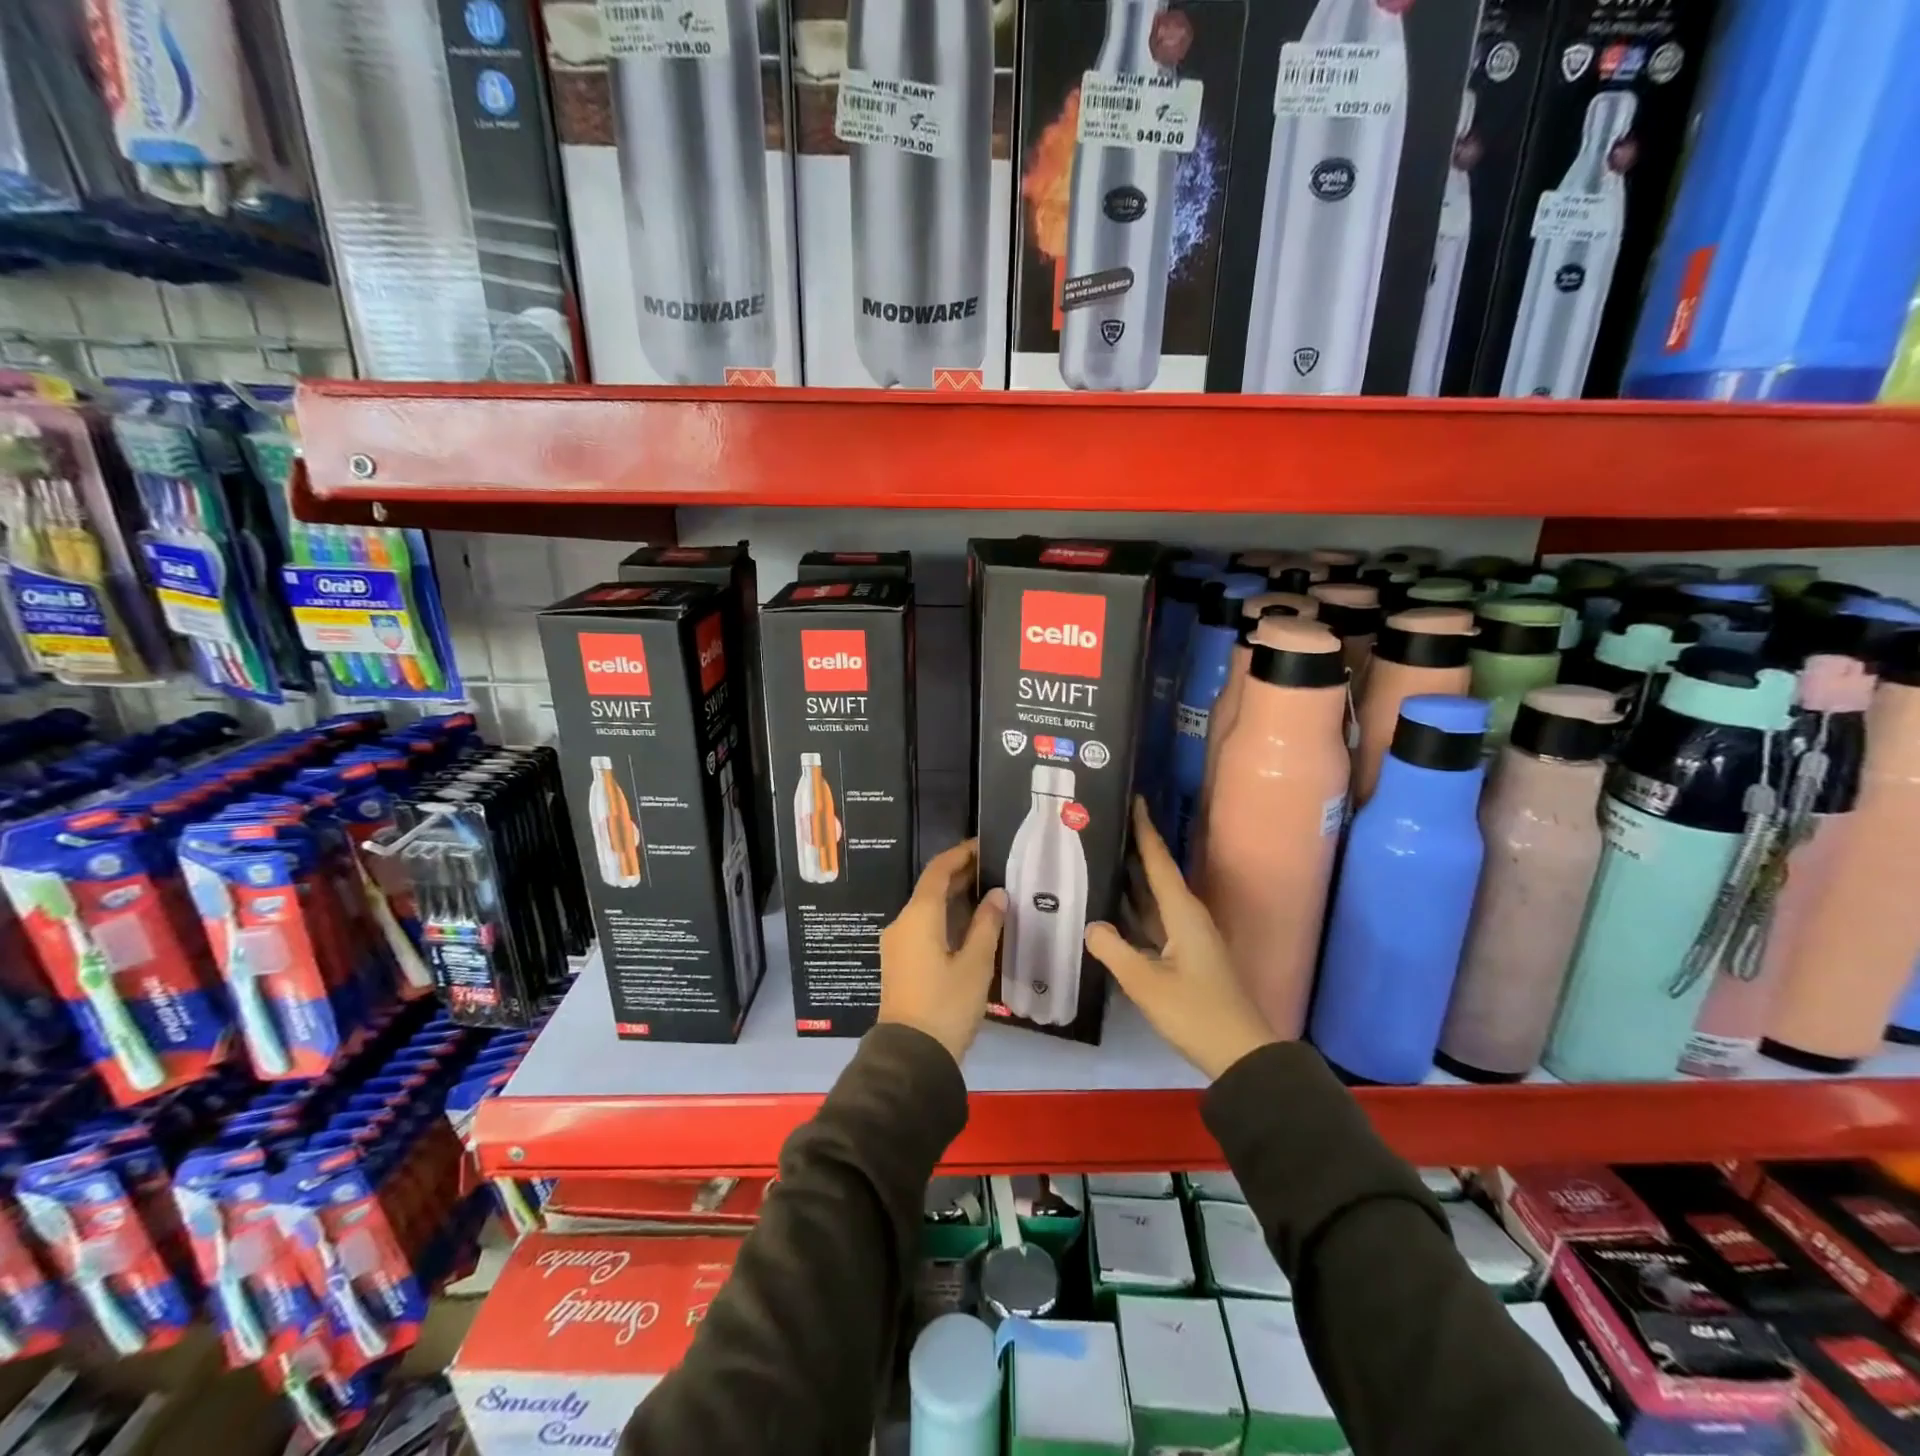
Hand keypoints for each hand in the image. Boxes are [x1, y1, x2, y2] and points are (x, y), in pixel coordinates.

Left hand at [878, 839, 1006, 1064]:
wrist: (911, 1055)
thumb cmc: (946, 1005)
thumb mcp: (975, 964)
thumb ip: (986, 924)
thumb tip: (997, 894)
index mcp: (918, 916)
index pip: (938, 871)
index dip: (960, 855)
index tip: (983, 845)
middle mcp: (902, 923)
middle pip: (930, 888)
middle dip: (959, 875)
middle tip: (993, 868)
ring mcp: (898, 944)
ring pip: (926, 908)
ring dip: (953, 897)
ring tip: (987, 892)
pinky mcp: (900, 962)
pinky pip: (923, 926)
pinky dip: (945, 916)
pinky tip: (969, 924)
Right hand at [1086, 798, 1277, 1080]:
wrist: (1240, 1054)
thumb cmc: (1196, 1013)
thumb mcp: (1148, 984)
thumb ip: (1115, 951)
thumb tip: (1091, 926)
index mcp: (1183, 913)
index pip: (1159, 861)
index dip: (1145, 830)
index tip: (1134, 799)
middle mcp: (1187, 917)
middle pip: (1155, 875)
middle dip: (1132, 850)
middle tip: (1099, 829)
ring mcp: (1187, 938)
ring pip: (1153, 900)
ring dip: (1130, 882)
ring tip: (1097, 860)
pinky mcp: (1184, 957)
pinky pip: (1153, 923)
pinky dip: (1132, 913)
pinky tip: (1109, 913)